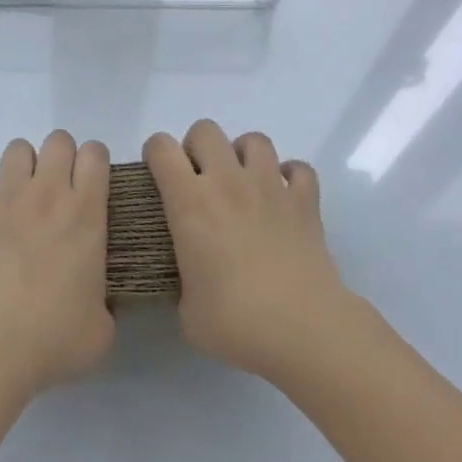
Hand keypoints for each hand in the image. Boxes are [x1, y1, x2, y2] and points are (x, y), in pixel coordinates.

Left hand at [0, 131, 112, 401]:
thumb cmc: (54, 337)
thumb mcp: (103, 329)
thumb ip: (107, 302)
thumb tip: (100, 300)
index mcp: (85, 214)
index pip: (95, 154)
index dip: (97, 162)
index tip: (95, 184)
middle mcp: (48, 194)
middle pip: (58, 140)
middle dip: (63, 157)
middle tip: (61, 190)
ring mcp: (7, 197)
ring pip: (17, 148)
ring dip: (24, 165)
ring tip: (25, 194)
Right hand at [145, 119, 354, 384]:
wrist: (305, 331)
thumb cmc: (237, 322)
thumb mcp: (188, 310)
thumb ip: (183, 282)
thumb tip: (192, 283)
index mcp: (190, 201)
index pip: (161, 147)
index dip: (155, 155)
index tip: (158, 177)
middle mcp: (227, 181)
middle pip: (205, 130)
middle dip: (198, 148)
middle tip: (201, 182)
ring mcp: (270, 186)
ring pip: (254, 140)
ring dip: (244, 156)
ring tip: (244, 185)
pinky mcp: (305, 202)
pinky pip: (299, 169)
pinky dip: (291, 177)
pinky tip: (284, 198)